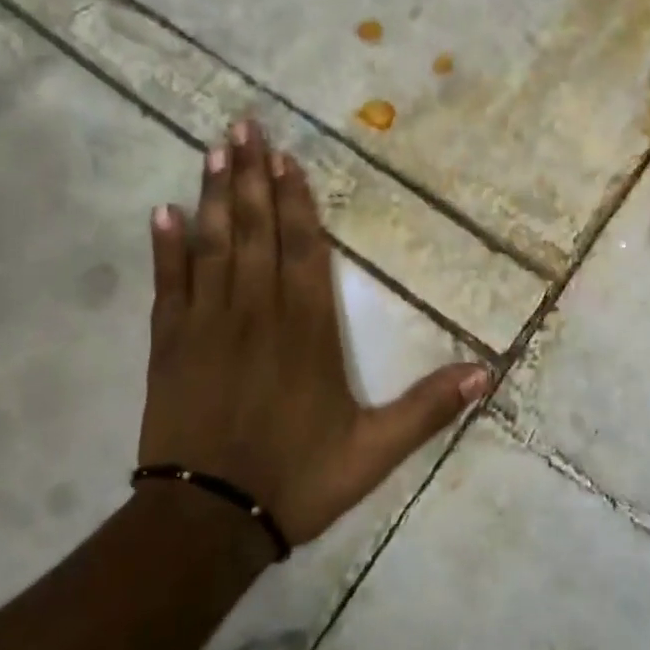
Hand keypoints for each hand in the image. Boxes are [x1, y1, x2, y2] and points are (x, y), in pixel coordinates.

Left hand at [139, 121, 488, 546]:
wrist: (206, 523)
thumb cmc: (296, 480)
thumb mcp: (374, 451)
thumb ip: (427, 408)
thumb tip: (487, 373)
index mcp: (306, 330)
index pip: (304, 249)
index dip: (298, 201)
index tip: (286, 159)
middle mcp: (257, 313)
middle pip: (257, 231)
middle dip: (252, 177)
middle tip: (243, 126)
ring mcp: (207, 325)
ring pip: (213, 245)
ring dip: (214, 195)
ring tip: (214, 149)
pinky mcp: (169, 345)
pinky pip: (169, 284)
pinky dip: (165, 247)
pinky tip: (162, 211)